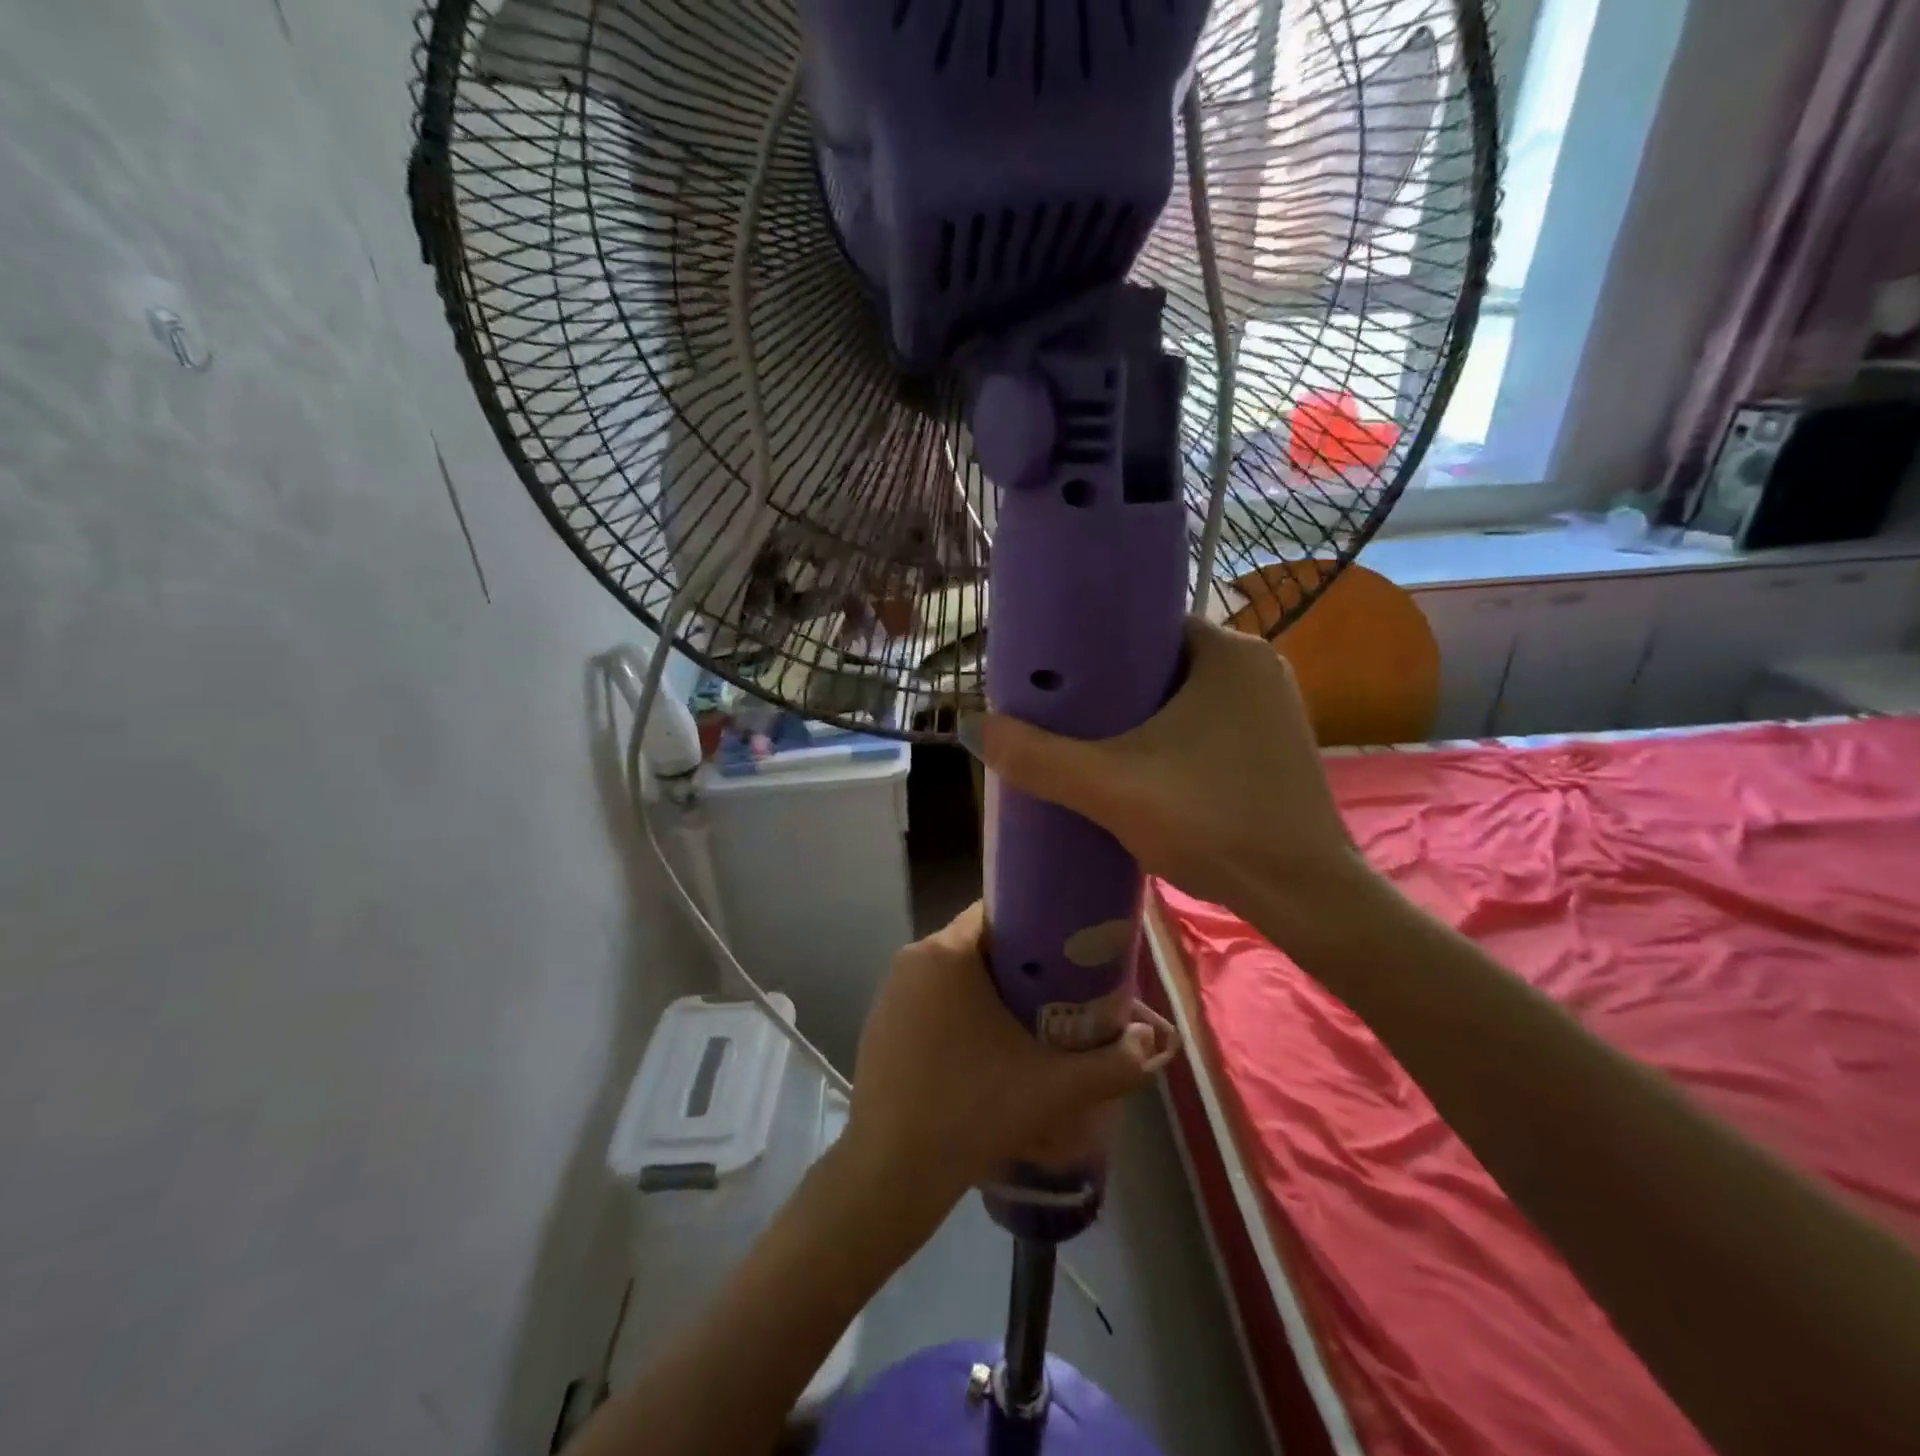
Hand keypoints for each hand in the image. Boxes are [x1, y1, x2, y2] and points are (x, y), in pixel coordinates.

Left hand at [843, 903, 1177, 1220]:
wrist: (891, 1172)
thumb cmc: (973, 1111)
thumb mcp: (1055, 1089)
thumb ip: (1114, 1063)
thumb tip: (1151, 1041)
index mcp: (947, 953)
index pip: (998, 911)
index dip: (1038, 925)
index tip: (1069, 950)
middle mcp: (913, 958)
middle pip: (978, 942)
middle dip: (1020, 961)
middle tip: (1060, 990)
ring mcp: (890, 991)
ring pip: (953, 971)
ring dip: (989, 987)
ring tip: (1029, 1019)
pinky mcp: (879, 1021)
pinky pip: (929, 997)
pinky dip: (958, 1009)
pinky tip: (983, 1048)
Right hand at [966, 617, 1365, 925]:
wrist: (1303, 896)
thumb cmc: (1212, 822)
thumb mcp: (1109, 787)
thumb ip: (1037, 757)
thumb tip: (972, 727)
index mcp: (1228, 651)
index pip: (1144, 626)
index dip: (1093, 646)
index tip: (1054, 674)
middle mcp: (1257, 668)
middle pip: (1160, 662)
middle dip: (1111, 687)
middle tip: (1062, 713)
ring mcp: (1272, 710)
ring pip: (1183, 698)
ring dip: (1140, 717)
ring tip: (1089, 741)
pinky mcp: (1274, 749)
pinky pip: (1206, 726)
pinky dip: (1170, 739)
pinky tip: (1140, 768)